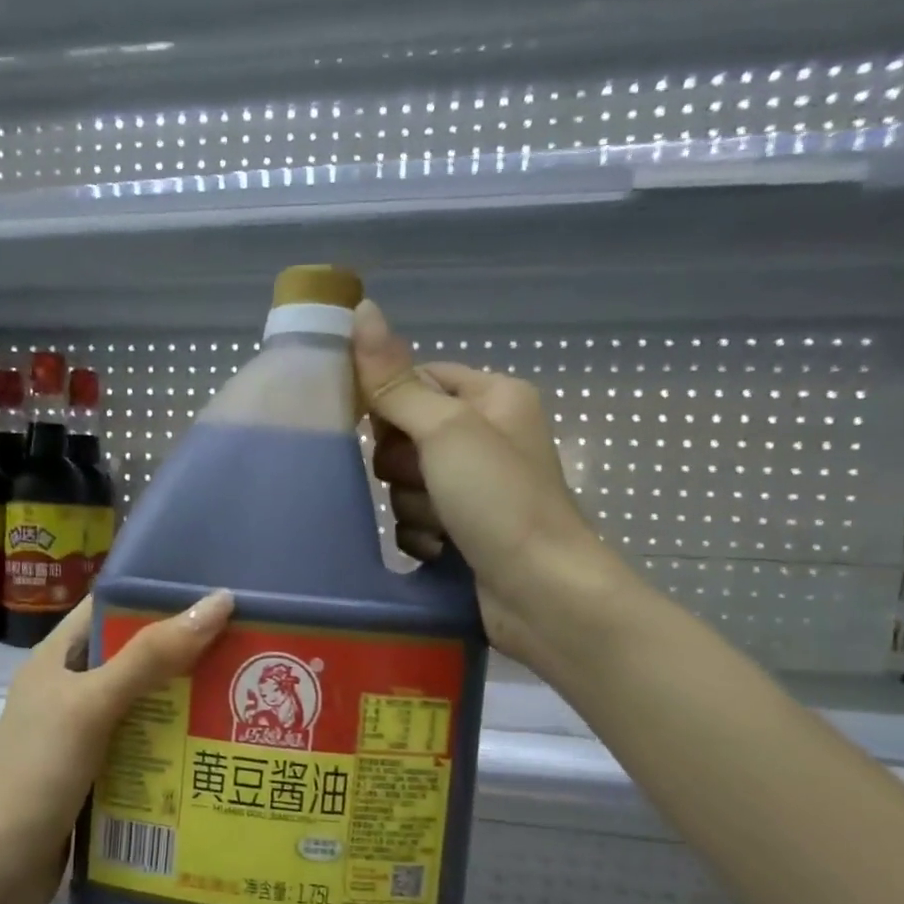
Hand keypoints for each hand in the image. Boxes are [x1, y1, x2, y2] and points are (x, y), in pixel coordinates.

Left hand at [0, 590, 234, 903]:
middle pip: (134, 656)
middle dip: (184, 652)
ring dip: (184, 700)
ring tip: (241, 693)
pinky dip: (174, 742)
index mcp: (57, 659)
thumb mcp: (94, 704)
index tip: (213, 596)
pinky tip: (215, 746)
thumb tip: (217, 603)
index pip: (109, 608)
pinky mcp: (95, 772)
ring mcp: (81, 734)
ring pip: (143, 703)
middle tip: (243, 647)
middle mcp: (68, 690)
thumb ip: (150, 656)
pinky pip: (142, 745)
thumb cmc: (40, 772)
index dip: (156, 597)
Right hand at [351, 299, 640, 680]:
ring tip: (442, 526)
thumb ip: (397, 381)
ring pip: (406, 483)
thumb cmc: (500, 500)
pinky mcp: (466, 530)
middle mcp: (487, 437)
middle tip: (425, 481)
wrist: (541, 594)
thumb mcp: (445, 430)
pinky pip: (417, 521)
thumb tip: (362, 310)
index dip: (390, 401)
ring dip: (413, 506)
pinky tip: (440, 551)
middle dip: (403, 465)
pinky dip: (422, 537)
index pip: (419, 377)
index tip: (372, 426)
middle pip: (406, 434)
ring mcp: (477, 488)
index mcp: (494, 397)